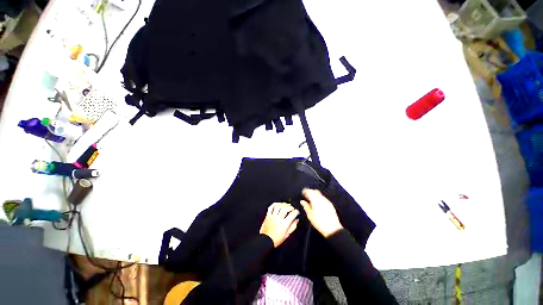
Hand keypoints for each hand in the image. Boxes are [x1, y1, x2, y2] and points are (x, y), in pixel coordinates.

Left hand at [260, 203, 299, 247]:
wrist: (266, 240)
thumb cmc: (276, 239)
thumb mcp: (287, 234)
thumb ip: (293, 226)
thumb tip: (296, 220)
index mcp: (284, 224)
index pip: (292, 214)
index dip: (296, 211)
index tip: (297, 212)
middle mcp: (278, 219)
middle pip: (285, 208)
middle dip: (290, 207)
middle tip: (292, 208)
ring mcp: (272, 216)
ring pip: (278, 206)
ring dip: (283, 204)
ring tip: (286, 205)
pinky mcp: (268, 216)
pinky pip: (271, 207)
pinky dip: (275, 204)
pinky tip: (278, 204)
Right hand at [300, 189, 342, 237]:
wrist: (332, 229)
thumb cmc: (319, 222)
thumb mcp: (310, 215)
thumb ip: (306, 206)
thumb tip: (302, 201)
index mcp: (315, 200)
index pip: (309, 191)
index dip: (305, 191)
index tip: (302, 193)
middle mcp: (321, 199)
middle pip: (315, 191)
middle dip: (310, 192)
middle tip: (306, 196)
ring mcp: (327, 201)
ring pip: (320, 194)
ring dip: (315, 195)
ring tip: (311, 200)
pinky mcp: (330, 205)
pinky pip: (323, 198)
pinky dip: (319, 199)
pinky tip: (317, 204)